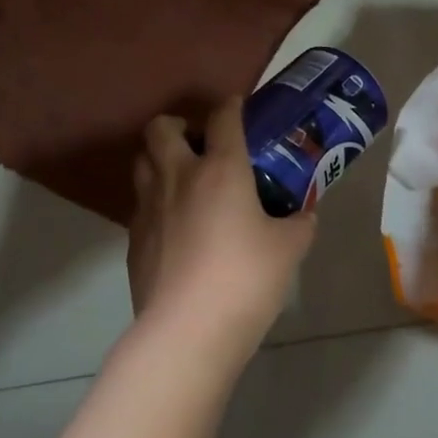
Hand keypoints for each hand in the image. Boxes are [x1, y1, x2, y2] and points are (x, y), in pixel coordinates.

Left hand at [125, 98, 316, 367]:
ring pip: (142, 161)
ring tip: (185, 180)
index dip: (232, 106)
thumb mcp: (289, 249)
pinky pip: (140, 204)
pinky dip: (156, 202)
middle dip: (178, 125)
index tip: (240, 109)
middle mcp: (178, 177)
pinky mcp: (133, 239)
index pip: (223, 117)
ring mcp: (149, 207)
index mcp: (220, 169)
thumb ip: (299, 224)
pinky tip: (176, 227)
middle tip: (200, 144)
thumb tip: (304, 215)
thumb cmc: (245, 279)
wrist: (187, 332)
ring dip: (160, 159)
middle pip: (161, 127)